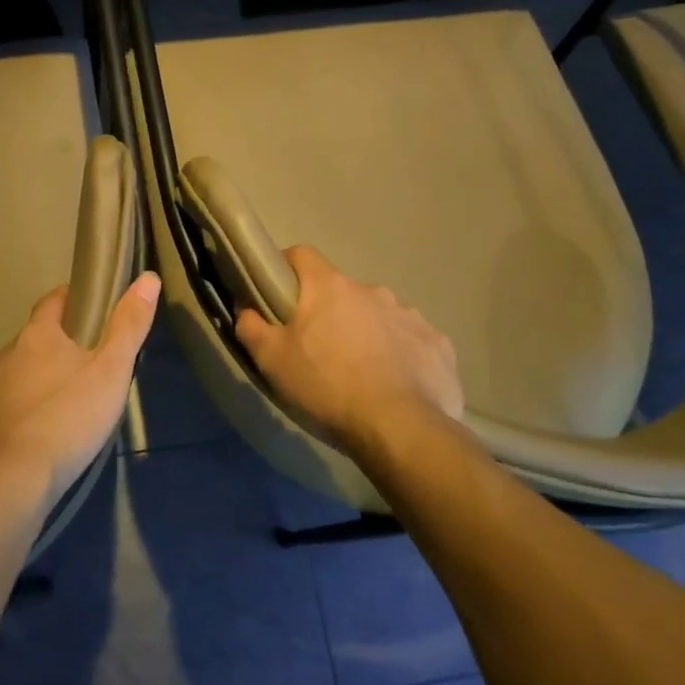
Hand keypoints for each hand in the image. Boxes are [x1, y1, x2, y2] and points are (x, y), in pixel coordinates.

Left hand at [0, 271, 160, 505]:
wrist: (8, 487)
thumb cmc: (67, 421)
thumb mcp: (111, 372)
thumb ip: (129, 325)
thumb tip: (148, 278)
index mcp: (36, 338)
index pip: (52, 303)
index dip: (69, 300)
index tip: (86, 308)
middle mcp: (0, 357)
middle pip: (27, 344)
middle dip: (48, 352)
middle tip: (75, 373)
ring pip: (3, 380)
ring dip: (21, 387)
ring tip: (46, 413)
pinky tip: (11, 445)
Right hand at [235, 246, 461, 455]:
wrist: (401, 429)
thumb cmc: (326, 388)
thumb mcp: (271, 361)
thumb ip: (252, 327)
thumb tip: (246, 308)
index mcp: (330, 287)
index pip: (301, 255)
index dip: (286, 270)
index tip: (279, 296)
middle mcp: (372, 290)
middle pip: (341, 291)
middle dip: (329, 313)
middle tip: (319, 350)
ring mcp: (410, 315)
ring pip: (378, 315)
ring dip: (366, 333)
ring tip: (360, 374)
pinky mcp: (438, 344)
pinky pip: (411, 341)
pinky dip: (400, 356)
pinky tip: (395, 386)